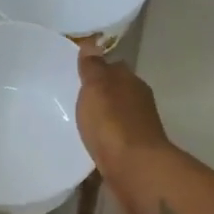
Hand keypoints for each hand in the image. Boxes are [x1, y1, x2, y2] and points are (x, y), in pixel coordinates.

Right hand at [76, 47, 172, 212]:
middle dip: (100, 95)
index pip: (115, 69)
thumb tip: (92, 44)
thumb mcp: (96, 88)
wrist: (133, 169)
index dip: (98, 69)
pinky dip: (104, 139)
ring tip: (78, 122)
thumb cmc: (112, 123)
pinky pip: (114, 140)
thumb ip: (93, 68)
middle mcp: (139, 103)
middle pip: (117, 93)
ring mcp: (139, 130)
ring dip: (102, 119)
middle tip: (73, 98)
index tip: (78, 74)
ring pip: (117, 117)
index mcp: (132, 83)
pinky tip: (90, 144)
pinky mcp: (133, 154)